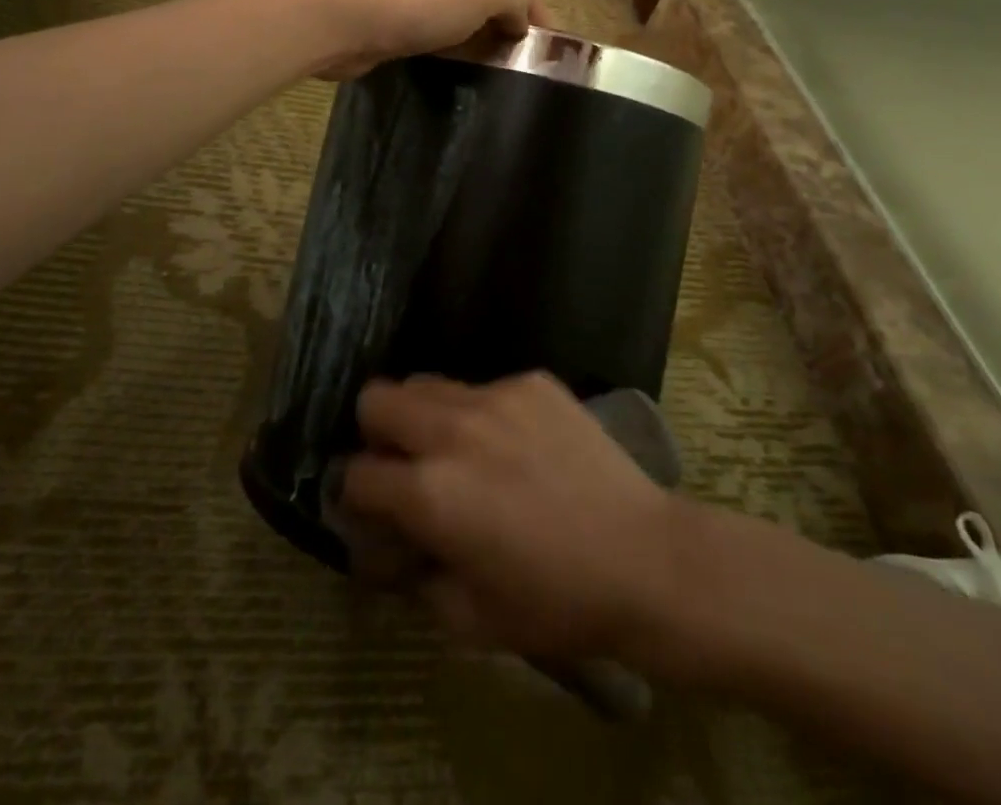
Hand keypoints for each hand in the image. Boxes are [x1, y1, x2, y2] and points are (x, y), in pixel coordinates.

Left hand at [281, 0, 548, 80]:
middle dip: (512, 42)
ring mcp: (419, 14)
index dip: (541, 23)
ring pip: (463, 35)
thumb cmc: (423, 4)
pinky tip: (456, 88)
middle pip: (492, 13)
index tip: (555, 64)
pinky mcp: (395, 40)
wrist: (348, 20)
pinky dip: (450, 65)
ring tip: (498, 94)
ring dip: (481, 56)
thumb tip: (524, 22)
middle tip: (528, 86)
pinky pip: (435, 52)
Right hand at [341, 372, 680, 660]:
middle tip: (405, 465)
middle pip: (377, 399)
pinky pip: (484, 388)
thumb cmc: (556, 602)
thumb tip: (391, 546)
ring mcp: (495, 396)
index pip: (356, 473)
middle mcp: (452, 430)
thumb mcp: (470, 618)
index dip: (355, 496)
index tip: (374, 508)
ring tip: (460, 450)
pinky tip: (517, 446)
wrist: (645, 559)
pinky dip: (483, 414)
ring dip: (427, 417)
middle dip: (377, 434)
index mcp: (430, 493)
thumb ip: (414, 576)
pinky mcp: (532, 382)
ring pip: (427, 383)